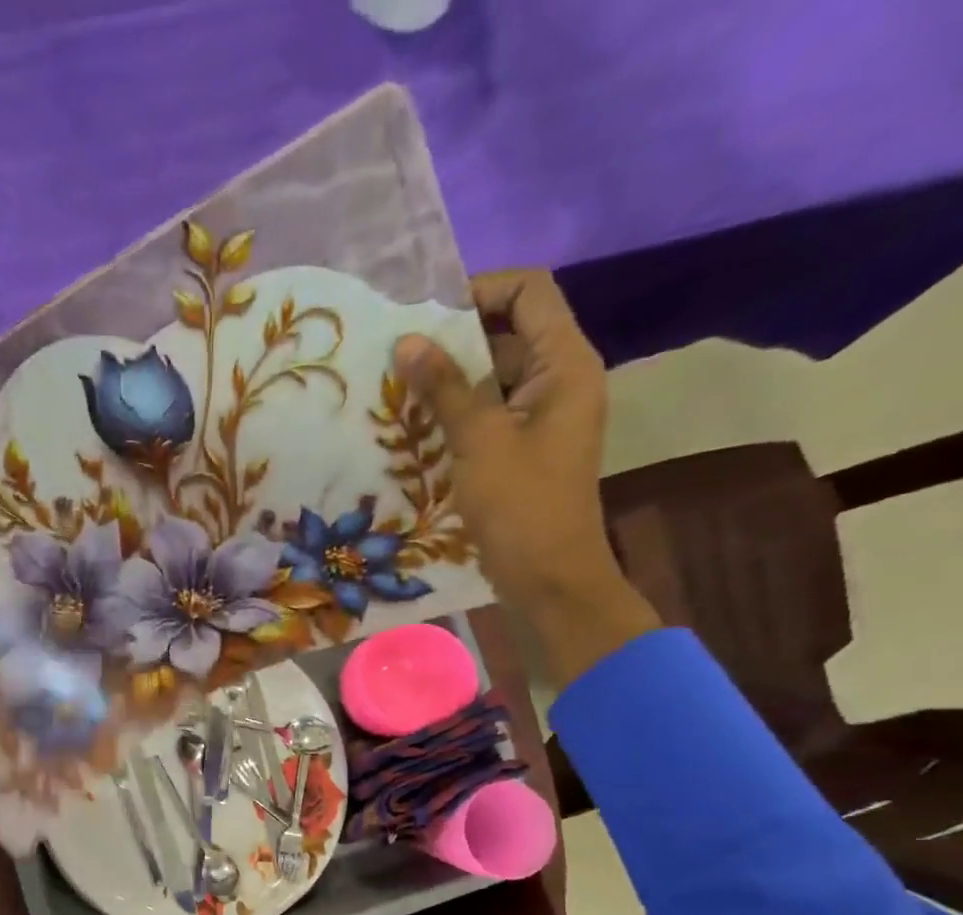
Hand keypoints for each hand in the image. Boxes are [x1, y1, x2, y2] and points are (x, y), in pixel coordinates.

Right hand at [394, 270, 658, 685]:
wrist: (547, 577)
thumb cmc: (520, 506)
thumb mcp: (479, 441)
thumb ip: (444, 388)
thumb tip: (407, 341)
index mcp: (565, 364)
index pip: (530, 292)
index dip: (480, 291)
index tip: (428, 317)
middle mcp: (558, 380)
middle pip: (507, 333)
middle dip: (453, 341)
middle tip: (399, 358)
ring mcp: (540, 417)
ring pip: (491, 378)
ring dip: (447, 382)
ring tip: (397, 392)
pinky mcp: (522, 448)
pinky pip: (487, 415)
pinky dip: (454, 415)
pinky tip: (414, 428)